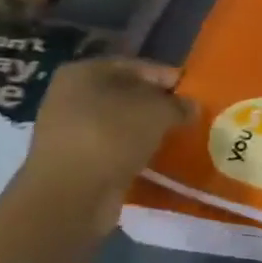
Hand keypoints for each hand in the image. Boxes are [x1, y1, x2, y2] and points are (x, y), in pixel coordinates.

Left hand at [22, 58, 192, 196]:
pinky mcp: (73, 161)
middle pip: (125, 94)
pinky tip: (153, 160)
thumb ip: (178, 105)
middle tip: (186, 117)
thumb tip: (191, 106)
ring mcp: (68, 130)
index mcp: (84, 71)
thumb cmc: (111, 137)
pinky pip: (111, 148)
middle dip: (156, 105)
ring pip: (118, 123)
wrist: (69, 196)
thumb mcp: (157, 112)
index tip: (194, 92)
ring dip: (144, 131)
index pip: (137, 66)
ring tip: (174, 139)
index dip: (167, 77)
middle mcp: (70, 95)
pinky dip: (131, 152)